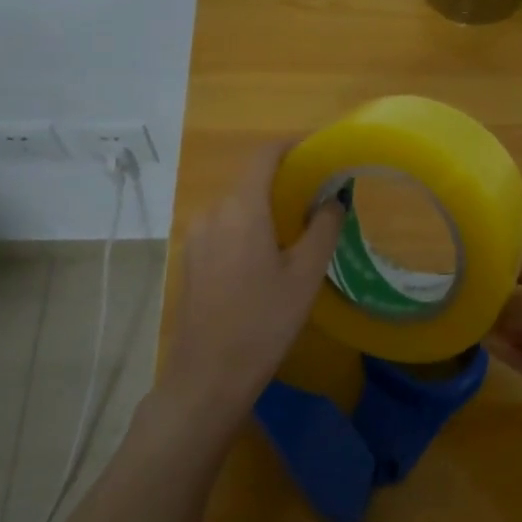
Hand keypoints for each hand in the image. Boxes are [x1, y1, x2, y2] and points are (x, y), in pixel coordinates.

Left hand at [160, 141, 343, 430]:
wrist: (207, 377)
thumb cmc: (263, 322)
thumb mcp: (305, 275)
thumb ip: (323, 228)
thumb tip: (332, 199)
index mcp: (241, 208)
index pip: (265, 155)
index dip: (293, 145)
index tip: (321, 150)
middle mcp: (213, 212)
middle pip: (251, 180)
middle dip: (285, 181)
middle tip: (320, 197)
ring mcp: (195, 235)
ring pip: (237, 205)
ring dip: (266, 206)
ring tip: (297, 230)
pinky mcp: (190, 258)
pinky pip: (224, 226)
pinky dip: (249, 226)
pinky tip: (266, 256)